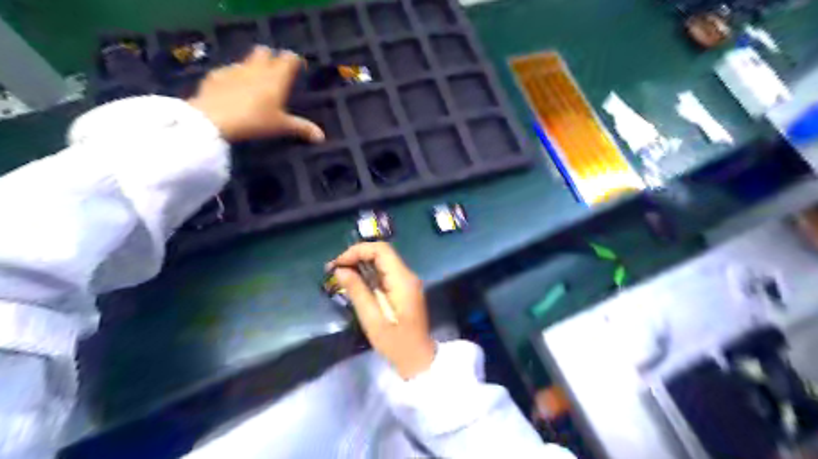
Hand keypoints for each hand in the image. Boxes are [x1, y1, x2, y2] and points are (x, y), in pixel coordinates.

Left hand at [186, 44, 324, 141]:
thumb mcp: (281, 126)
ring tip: (253, 84)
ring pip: (245, 61)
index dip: (293, 60)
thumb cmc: (255, 121)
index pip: (288, 58)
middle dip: (270, 57)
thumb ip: (301, 128)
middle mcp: (256, 68)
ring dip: (251, 67)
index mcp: (276, 77)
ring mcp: (234, 70)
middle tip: (274, 71)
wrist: (215, 120)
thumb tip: (321, 137)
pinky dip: (232, 78)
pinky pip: (227, 72)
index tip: (297, 66)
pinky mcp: (215, 76)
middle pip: (264, 52)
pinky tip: (231, 91)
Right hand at [328, 244, 437, 379]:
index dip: (358, 251)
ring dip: (361, 264)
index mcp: (403, 280)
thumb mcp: (372, 319)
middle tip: (335, 269)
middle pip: (382, 253)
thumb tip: (340, 270)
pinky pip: (385, 273)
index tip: (338, 264)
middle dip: (357, 256)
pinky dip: (368, 274)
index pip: (381, 250)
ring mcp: (407, 282)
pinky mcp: (404, 289)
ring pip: (383, 262)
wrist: (418, 360)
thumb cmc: (396, 343)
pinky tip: (354, 283)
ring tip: (340, 274)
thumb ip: (357, 291)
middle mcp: (407, 275)